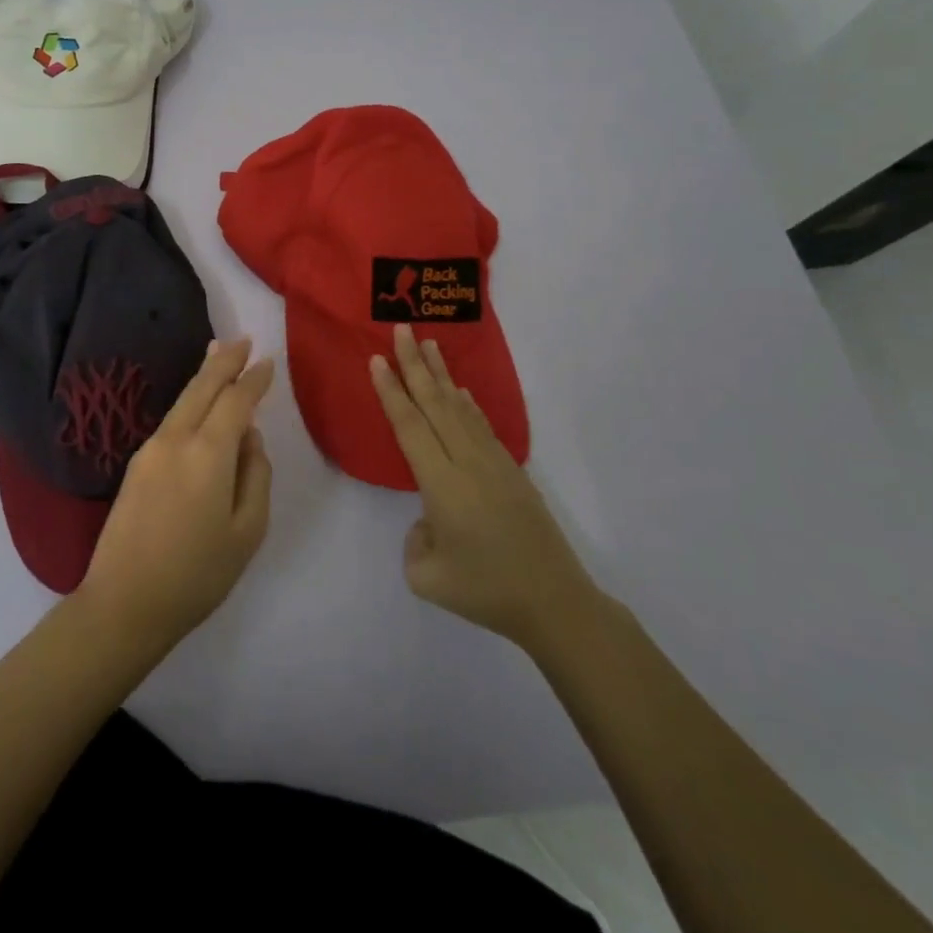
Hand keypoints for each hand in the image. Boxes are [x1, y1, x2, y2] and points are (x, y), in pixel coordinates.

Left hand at [77, 338, 274, 648]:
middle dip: (224, 361)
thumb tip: (249, 438)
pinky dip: (188, 401)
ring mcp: (150, 449)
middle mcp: (175, 439)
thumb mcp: (246, 532)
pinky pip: (171, 420)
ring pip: (182, 400)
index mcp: (208, 454)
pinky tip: (196, 402)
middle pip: (202, 387)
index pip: (236, 401)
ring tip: (218, 354)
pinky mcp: (135, 463)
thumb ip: (256, 476)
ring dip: (203, 376)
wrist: (124, 603)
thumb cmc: (197, 575)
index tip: (268, 362)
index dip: (253, 380)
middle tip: (243, 340)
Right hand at [370, 325, 602, 654]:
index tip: (377, 359)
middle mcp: (467, 463)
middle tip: (402, 329)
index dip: (391, 391)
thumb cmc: (486, 591)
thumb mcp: (427, 576)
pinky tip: (461, 391)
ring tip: (429, 344)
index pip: (410, 426)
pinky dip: (467, 403)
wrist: (555, 603)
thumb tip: (430, 520)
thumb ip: (415, 540)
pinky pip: (481, 425)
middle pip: (435, 404)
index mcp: (442, 484)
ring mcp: (494, 464)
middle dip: (415, 365)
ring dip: (442, 375)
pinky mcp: (512, 472)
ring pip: (461, 408)